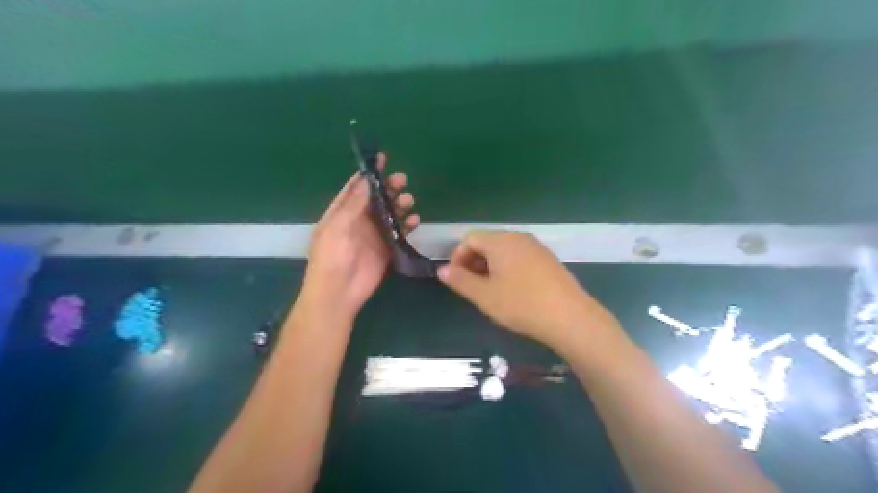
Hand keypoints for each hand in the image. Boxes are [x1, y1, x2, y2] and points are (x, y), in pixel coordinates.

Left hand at [302, 151, 421, 325]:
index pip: (355, 188)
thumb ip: (353, 205)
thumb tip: (366, 180)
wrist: (339, 293)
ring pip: (389, 214)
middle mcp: (357, 221)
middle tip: (402, 180)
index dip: (368, 174)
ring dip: (399, 205)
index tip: (382, 159)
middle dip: (388, 188)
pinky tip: (415, 220)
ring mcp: (373, 235)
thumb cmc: (331, 258)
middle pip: (376, 199)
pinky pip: (399, 233)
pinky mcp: (385, 249)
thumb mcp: (337, 228)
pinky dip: (408, 225)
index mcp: (341, 213)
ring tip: (409, 200)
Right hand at [437, 230, 615, 349]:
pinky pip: (519, 257)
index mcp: (500, 241)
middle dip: (473, 262)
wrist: (570, 316)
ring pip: (504, 251)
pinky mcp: (548, 259)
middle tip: (471, 287)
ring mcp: (536, 247)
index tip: (456, 280)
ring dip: (490, 267)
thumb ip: (460, 280)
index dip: (457, 258)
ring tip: (490, 291)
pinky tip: (512, 290)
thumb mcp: (484, 296)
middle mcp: (518, 237)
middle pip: (487, 242)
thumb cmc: (521, 304)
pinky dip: (508, 268)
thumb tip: (442, 269)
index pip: (470, 239)